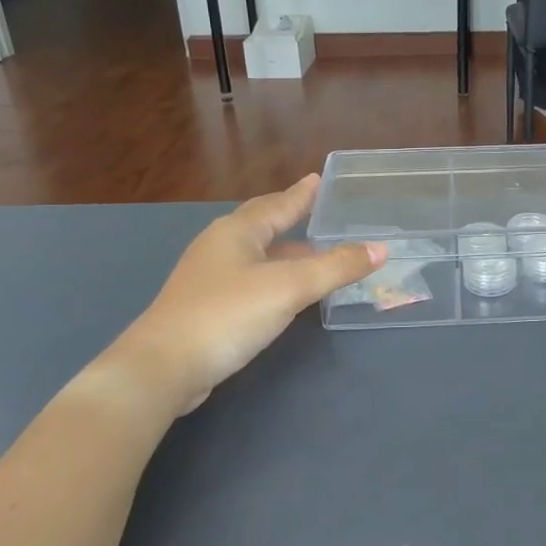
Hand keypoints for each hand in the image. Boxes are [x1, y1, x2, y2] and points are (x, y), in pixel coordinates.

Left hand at [118, 176, 381, 413]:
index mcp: (238, 231)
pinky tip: (285, 291)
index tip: (318, 178)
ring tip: (314, 252)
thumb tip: (381, 248)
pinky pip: (250, 279)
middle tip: (316, 209)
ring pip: (256, 254)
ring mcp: (209, 277)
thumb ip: (336, 267)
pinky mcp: (206, 306)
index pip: (278, 204)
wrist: (164, 367)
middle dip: (290, 216)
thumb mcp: (290, 287)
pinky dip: (273, 276)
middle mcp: (221, 246)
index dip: (302, 193)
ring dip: (285, 251)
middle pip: (262, 224)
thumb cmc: (228, 314)